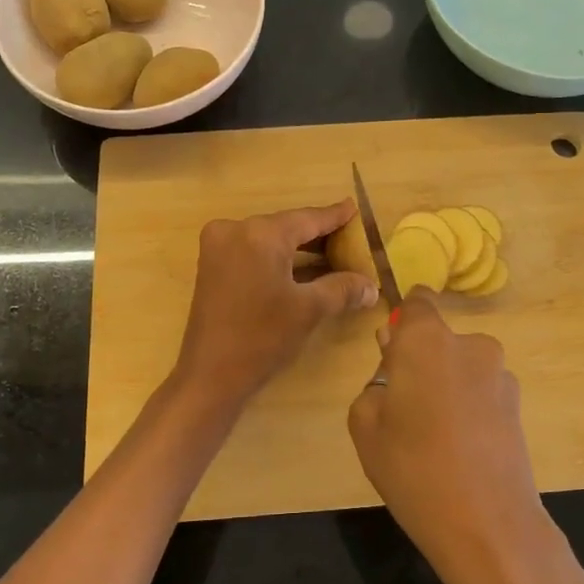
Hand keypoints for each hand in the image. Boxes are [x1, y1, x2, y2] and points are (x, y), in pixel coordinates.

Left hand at [174, 202, 378, 407]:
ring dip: (298, 248)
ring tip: (332, 253)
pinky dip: (277, 258)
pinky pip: (253, 251)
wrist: (210, 374)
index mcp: (260, 234)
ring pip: (269, 239)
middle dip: (318, 235)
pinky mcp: (212, 264)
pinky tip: (302, 268)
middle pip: (287, 226)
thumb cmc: (262, 338)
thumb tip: (372, 286)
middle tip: (349, 237)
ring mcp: (218, 246)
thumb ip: (343, 289)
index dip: (334, 216)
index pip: (307, 219)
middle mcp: (235, 229)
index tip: (354, 208)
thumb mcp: (309, 310)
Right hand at [347, 290, 563, 583]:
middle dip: (420, 361)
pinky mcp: (518, 405)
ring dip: (446, 385)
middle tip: (403, 407)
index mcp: (426, 339)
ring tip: (433, 436)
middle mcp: (469, 344)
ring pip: (461, 367)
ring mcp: (499, 375)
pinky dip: (468, 407)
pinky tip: (459, 448)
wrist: (487, 524)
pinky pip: (481, 391)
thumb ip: (374, 384)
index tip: (391, 353)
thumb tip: (392, 369)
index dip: (402, 321)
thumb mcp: (366, 426)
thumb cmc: (412, 468)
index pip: (417, 302)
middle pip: (438, 339)